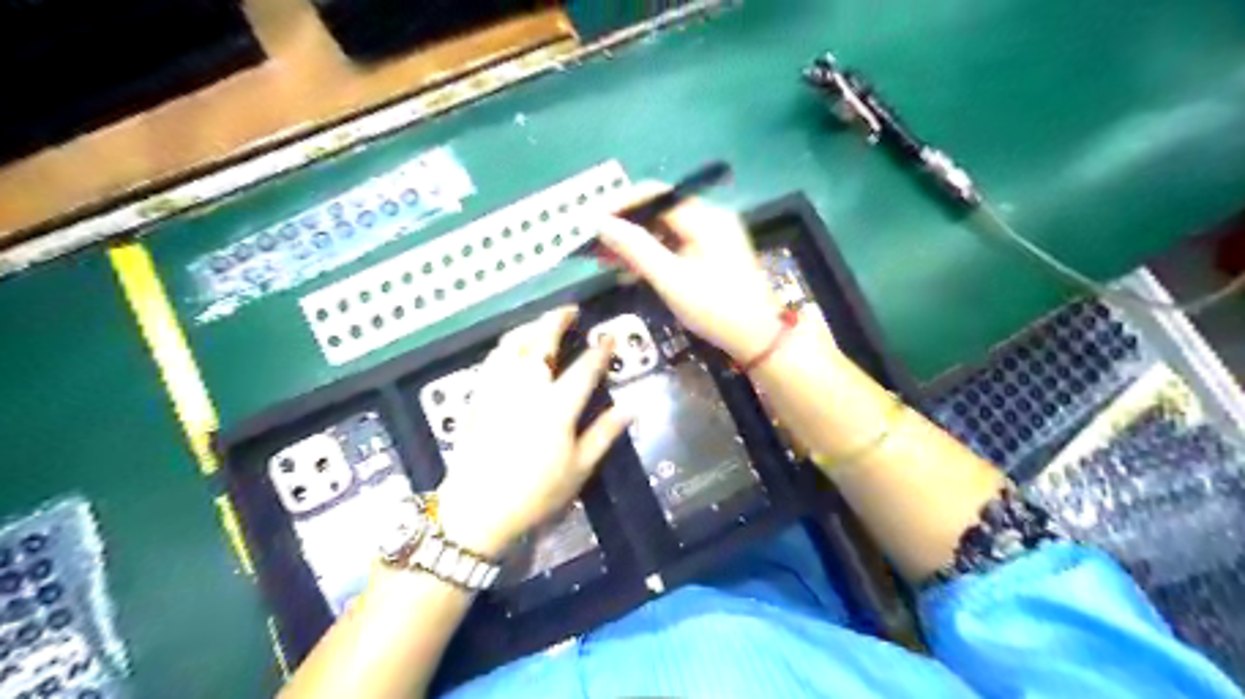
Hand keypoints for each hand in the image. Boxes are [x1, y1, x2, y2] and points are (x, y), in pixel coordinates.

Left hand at [436, 306, 632, 556]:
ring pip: (511, 344)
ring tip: (542, 323)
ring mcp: (497, 389)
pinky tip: (513, 348)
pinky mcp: (477, 397)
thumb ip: (604, 433)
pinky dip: (507, 345)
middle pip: (541, 342)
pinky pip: (492, 359)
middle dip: (557, 320)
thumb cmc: (535, 494)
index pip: (584, 368)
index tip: (608, 336)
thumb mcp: (579, 468)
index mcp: (556, 407)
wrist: (477, 510)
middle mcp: (526, 388)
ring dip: (529, 327)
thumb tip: (631, 408)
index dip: (600, 350)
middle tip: (570, 310)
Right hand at [593, 184, 785, 362]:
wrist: (759, 340)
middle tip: (594, 248)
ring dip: (634, 245)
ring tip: (605, 262)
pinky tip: (630, 273)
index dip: (620, 206)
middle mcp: (709, 220)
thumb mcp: (671, 279)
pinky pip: (674, 248)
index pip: (654, 195)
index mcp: (704, 218)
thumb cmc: (716, 309)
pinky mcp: (710, 257)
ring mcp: (711, 239)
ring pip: (663, 233)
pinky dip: (652, 258)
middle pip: (657, 213)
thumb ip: (635, 248)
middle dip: (624, 229)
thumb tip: (601, 223)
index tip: (592, 223)